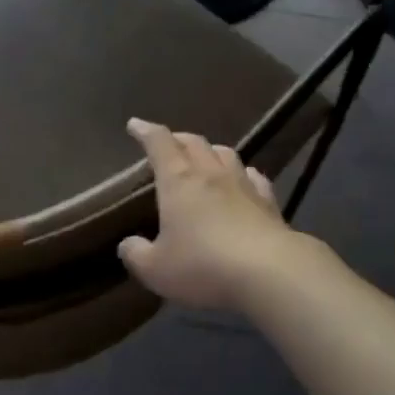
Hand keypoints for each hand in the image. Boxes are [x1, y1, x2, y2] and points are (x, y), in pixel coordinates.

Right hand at [117, 119, 304, 310]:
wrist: (267, 270)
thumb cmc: (203, 265)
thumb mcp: (156, 269)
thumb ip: (137, 255)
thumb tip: (127, 244)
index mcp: (178, 180)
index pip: (159, 143)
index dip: (145, 131)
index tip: (135, 124)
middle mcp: (210, 173)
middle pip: (193, 143)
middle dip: (178, 139)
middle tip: (169, 143)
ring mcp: (242, 184)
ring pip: (225, 154)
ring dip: (211, 151)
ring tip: (204, 157)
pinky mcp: (267, 200)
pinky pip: (254, 177)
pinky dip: (243, 174)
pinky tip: (244, 179)